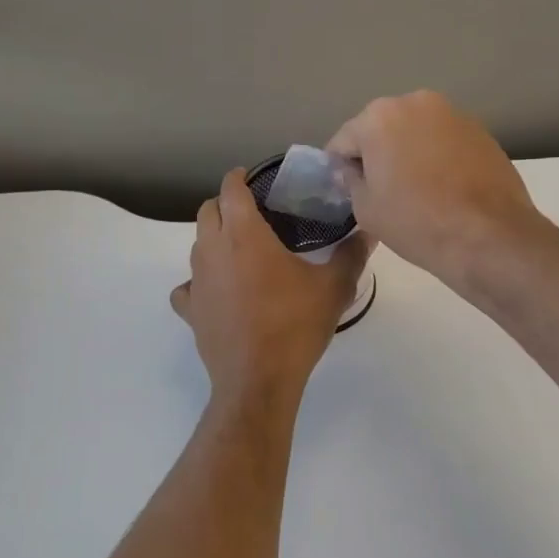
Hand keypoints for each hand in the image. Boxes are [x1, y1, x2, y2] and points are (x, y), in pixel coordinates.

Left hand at [171, 169, 371, 400]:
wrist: (258, 380)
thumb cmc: (295, 326)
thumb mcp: (334, 288)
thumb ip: (352, 254)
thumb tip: (370, 231)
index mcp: (245, 235)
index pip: (231, 190)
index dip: (239, 178)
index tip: (251, 178)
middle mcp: (213, 251)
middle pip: (207, 212)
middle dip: (225, 205)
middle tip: (251, 213)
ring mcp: (197, 281)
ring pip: (197, 246)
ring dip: (214, 240)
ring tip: (241, 252)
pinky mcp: (190, 310)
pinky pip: (188, 287)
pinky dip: (200, 283)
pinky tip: (218, 293)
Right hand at [326, 91, 541, 287]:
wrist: (489, 236)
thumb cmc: (416, 222)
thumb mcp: (365, 208)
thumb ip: (351, 180)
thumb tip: (354, 170)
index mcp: (379, 117)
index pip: (344, 140)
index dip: (340, 169)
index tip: (348, 192)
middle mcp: (416, 102)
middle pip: (382, 129)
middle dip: (378, 154)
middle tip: (383, 192)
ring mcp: (453, 114)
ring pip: (416, 133)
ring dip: (409, 153)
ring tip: (417, 191)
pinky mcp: (481, 131)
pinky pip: (445, 141)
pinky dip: (438, 158)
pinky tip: (444, 189)